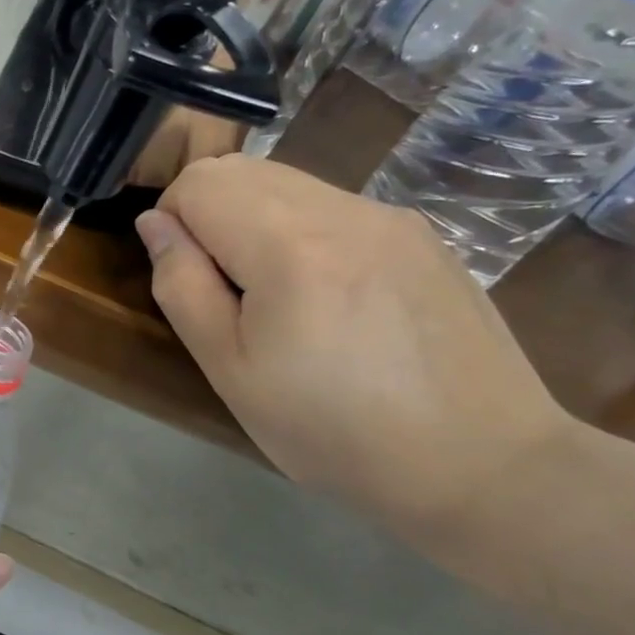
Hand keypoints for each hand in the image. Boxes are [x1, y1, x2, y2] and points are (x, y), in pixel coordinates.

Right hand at [134, 155, 570, 531]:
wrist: (479, 464)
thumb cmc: (331, 430)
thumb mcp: (229, 370)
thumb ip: (182, 286)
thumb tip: (155, 224)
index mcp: (290, 247)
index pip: (200, 182)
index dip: (172, 220)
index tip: (186, 278)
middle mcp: (345, 210)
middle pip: (243, 170)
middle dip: (209, 213)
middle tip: (222, 290)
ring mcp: (392, 217)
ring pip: (289, 182)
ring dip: (254, 221)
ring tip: (274, 297)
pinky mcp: (422, 235)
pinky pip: (333, 205)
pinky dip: (302, 231)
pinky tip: (326, 298)